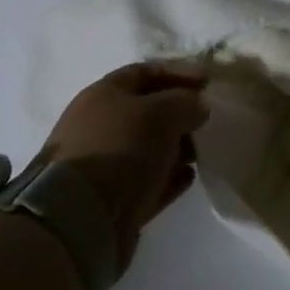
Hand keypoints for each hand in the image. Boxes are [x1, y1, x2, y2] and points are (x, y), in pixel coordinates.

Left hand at [41, 63, 208, 265]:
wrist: (81, 216)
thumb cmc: (121, 148)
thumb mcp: (160, 113)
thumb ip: (185, 102)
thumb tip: (198, 105)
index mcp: (104, 95)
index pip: (144, 72)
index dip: (178, 73)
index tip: (208, 82)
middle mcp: (101, 125)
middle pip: (147, 111)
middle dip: (180, 113)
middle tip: (208, 120)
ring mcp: (105, 164)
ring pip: (149, 147)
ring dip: (178, 147)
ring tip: (203, 150)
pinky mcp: (114, 199)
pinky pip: (149, 181)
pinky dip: (170, 176)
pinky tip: (190, 176)